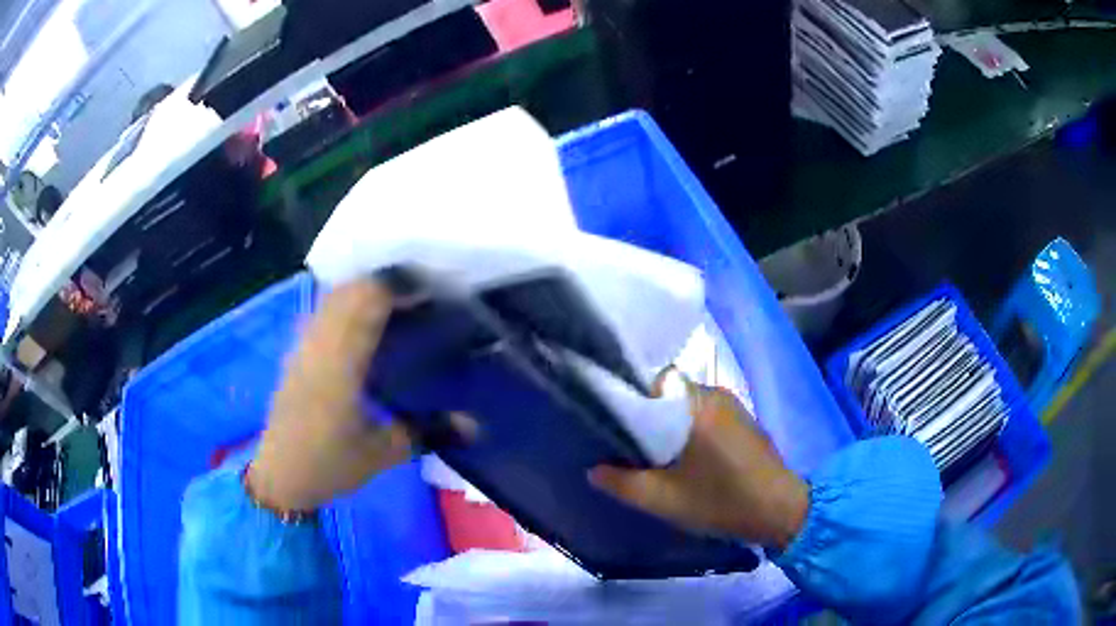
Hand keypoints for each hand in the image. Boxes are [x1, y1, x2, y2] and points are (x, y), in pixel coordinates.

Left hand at [247, 280, 411, 511]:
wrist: (281, 476)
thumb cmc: (329, 464)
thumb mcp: (383, 453)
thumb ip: (427, 431)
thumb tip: (473, 425)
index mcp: (341, 361)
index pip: (367, 300)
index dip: (398, 286)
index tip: (430, 291)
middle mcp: (319, 343)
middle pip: (349, 290)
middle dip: (384, 283)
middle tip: (417, 297)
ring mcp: (304, 345)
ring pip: (332, 297)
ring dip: (363, 291)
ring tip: (394, 305)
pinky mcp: (297, 353)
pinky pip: (322, 312)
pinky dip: (345, 304)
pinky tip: (362, 324)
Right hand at [590, 375, 808, 548]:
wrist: (780, 510)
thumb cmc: (721, 501)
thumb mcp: (664, 500)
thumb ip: (623, 484)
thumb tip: (594, 470)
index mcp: (696, 405)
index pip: (652, 381)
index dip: (631, 398)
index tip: (616, 423)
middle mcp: (715, 394)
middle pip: (669, 392)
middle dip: (649, 415)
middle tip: (632, 445)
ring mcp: (733, 405)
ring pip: (688, 404)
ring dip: (671, 424)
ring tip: (657, 454)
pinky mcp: (743, 419)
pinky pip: (706, 413)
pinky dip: (691, 429)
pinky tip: (688, 457)